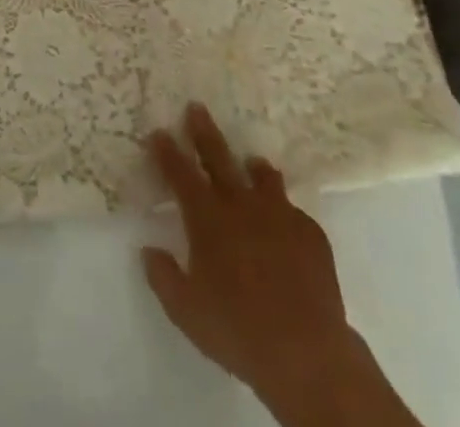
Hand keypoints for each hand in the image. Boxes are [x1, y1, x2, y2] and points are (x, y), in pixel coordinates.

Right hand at [143, 105, 414, 426]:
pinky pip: (294, 212)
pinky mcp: (310, 233)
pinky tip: (285, 224)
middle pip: (218, 157)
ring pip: (263, 177)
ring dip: (253, 167)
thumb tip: (148, 250)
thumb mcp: (186, 311)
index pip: (180, 174)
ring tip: (251, 162)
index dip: (167, 151)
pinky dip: (284, 212)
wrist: (307, 351)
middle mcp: (241, 205)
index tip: (158, 131)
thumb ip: (163, 277)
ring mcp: (279, 214)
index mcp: (208, 218)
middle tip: (196, 107)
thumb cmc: (238, 330)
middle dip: (204, 131)